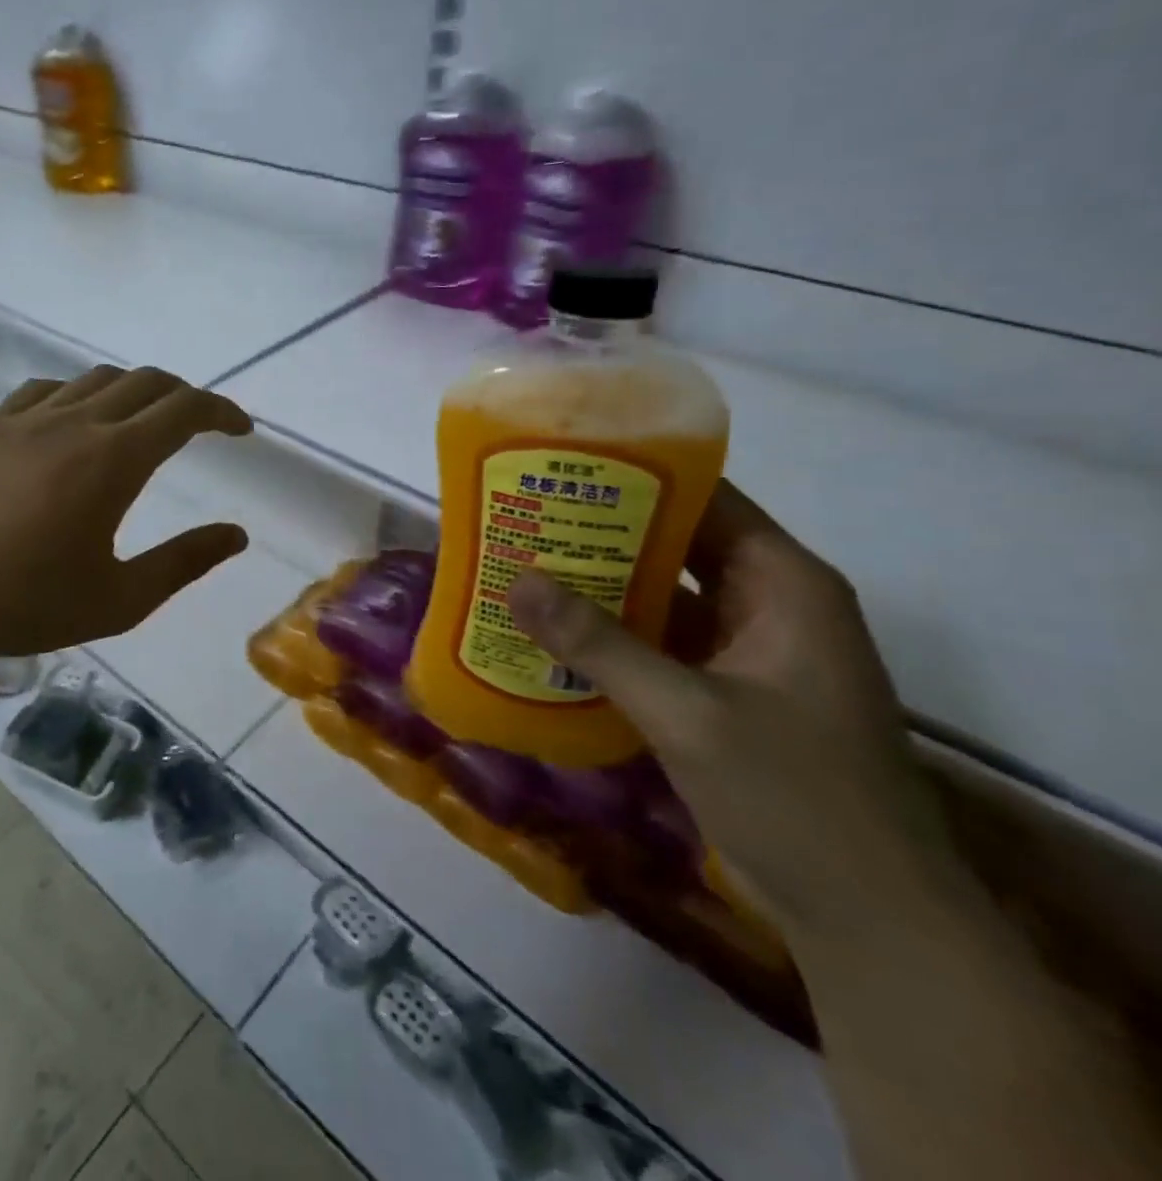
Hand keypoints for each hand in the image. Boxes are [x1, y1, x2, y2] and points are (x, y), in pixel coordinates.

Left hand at [0, 365, 252, 661]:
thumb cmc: (26, 603)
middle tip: (201, 425)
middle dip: (185, 396)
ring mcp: (27, 419)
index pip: (184, 411)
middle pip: (146, 382)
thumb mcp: (121, 600)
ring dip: (135, 392)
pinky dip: (79, 394)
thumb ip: (184, 562)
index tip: (241, 430)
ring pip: (96, 379)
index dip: (221, 412)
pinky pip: (46, 389)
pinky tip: (75, 421)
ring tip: (143, 423)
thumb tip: (237, 535)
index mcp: (114, 460)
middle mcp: (76, 423)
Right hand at [505, 481, 959, 943]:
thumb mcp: (688, 713)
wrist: (868, 920)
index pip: (705, 498)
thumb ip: (599, 644)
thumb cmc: (796, 797)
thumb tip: (516, 581)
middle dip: (602, 530)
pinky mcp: (727, 691)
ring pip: (664, 595)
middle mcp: (769, 604)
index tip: (562, 465)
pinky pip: (661, 642)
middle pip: (677, 543)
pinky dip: (613, 634)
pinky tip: (553, 632)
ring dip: (601, 584)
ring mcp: (749, 651)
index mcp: (784, 584)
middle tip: (524, 513)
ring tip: (523, 563)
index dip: (636, 475)